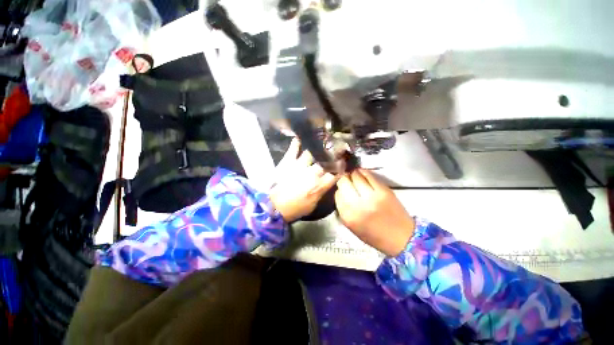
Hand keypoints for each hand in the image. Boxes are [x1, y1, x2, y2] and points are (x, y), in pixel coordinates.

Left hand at [270, 139, 340, 221]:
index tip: (343, 162)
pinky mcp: (288, 161)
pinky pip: (293, 149)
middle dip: (333, 154)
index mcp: (319, 186)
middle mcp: (312, 173)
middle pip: (326, 160)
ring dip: (317, 147)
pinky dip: (296, 143)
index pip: (335, 174)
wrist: (273, 207)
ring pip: (312, 152)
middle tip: (337, 147)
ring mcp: (300, 165)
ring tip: (321, 140)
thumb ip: (320, 192)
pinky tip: (299, 138)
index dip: (341, 167)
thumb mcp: (312, 205)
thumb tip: (325, 183)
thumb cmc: (294, 209)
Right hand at [335, 169, 414, 256]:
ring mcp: (372, 196)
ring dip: (353, 175)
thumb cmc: (374, 236)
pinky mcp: (384, 191)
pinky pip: (369, 175)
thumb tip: (341, 192)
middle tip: (347, 181)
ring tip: (355, 176)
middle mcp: (358, 205)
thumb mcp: (352, 227)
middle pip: (344, 182)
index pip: (337, 194)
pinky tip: (363, 174)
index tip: (342, 190)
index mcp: (348, 216)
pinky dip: (364, 172)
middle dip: (344, 180)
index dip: (339, 190)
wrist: (402, 239)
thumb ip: (343, 210)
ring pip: (355, 176)